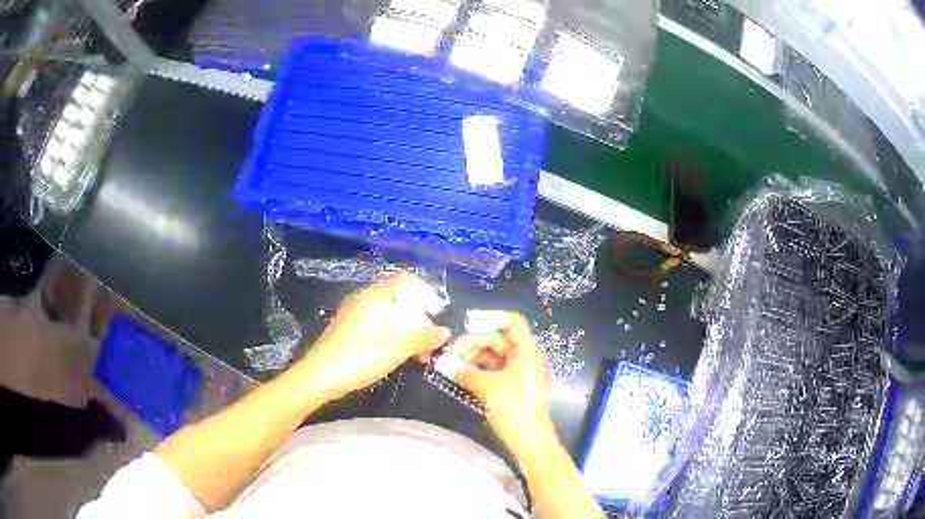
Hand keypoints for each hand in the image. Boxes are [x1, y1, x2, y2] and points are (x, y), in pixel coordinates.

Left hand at [296, 272, 449, 398]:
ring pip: (388, 313)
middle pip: (398, 298)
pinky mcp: (348, 327)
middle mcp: (364, 298)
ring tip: (417, 353)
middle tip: (429, 341)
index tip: (437, 312)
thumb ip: (422, 338)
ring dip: (406, 329)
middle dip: (418, 317)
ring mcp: (354, 312)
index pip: (405, 279)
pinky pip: (376, 322)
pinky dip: (391, 334)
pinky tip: (396, 354)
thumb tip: (445, 331)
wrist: (319, 376)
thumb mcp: (396, 350)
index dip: (424, 291)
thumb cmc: (359, 358)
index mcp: (375, 296)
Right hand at [449, 313, 557, 457]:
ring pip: (494, 356)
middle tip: (450, 354)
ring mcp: (519, 374)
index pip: (513, 323)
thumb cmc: (514, 410)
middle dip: (474, 343)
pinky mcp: (512, 388)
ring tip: (452, 365)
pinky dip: (478, 371)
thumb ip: (465, 372)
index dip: (490, 319)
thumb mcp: (488, 389)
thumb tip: (443, 362)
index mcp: (527, 353)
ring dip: (473, 358)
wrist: (531, 443)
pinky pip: (494, 371)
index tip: (465, 326)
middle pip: (499, 339)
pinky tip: (462, 376)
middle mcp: (524, 359)